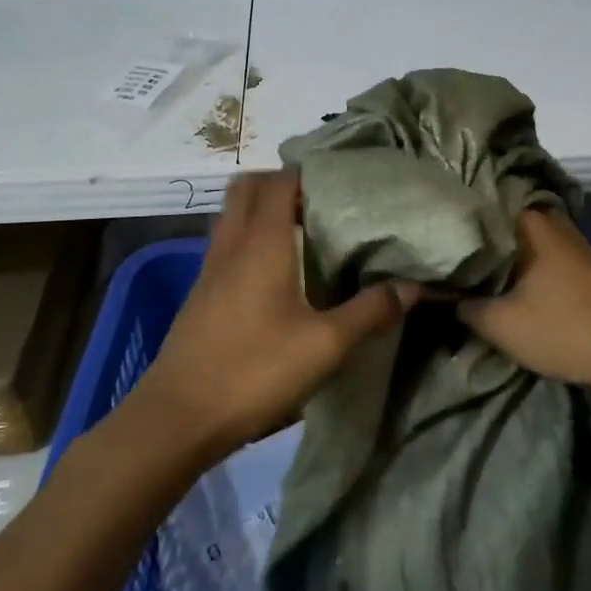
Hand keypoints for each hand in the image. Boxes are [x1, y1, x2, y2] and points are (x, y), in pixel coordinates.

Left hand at [133, 170, 415, 460]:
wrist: (177, 417)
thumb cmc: (254, 371)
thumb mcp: (325, 346)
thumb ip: (370, 312)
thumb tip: (413, 286)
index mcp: (262, 242)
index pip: (280, 181)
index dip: (308, 172)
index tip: (341, 181)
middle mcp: (232, 243)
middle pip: (248, 187)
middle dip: (281, 183)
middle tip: (319, 201)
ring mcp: (210, 267)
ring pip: (233, 214)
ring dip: (261, 209)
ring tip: (301, 229)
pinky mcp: (201, 292)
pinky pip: (226, 242)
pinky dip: (248, 237)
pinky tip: (274, 271)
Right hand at [459, 210, 590, 391]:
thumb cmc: (563, 329)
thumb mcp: (501, 325)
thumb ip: (465, 306)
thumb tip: (443, 294)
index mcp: (529, 223)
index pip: (480, 211)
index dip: (455, 226)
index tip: (433, 239)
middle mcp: (552, 222)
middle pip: (503, 225)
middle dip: (479, 240)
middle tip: (450, 256)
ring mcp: (574, 242)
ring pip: (525, 241)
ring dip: (504, 256)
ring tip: (474, 272)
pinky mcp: (587, 265)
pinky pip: (544, 255)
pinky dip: (526, 266)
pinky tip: (512, 284)